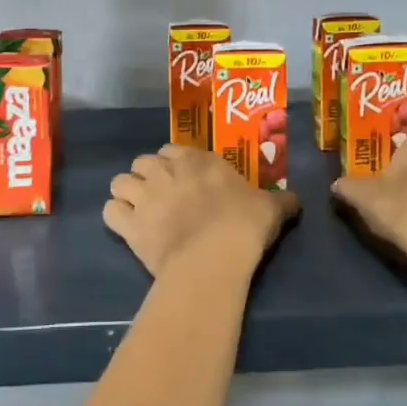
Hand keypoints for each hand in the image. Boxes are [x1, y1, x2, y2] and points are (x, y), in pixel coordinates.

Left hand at [104, 144, 299, 279]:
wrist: (216, 255)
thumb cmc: (244, 226)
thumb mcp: (271, 208)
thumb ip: (281, 201)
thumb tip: (296, 200)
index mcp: (197, 160)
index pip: (172, 150)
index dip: (173, 164)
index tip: (182, 180)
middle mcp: (165, 170)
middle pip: (141, 162)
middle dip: (147, 176)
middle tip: (160, 196)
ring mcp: (144, 195)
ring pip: (119, 182)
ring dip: (126, 193)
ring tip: (137, 210)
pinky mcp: (129, 223)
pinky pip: (110, 212)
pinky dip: (115, 219)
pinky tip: (126, 228)